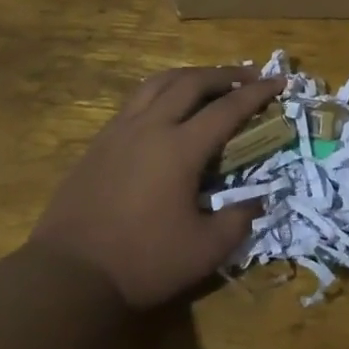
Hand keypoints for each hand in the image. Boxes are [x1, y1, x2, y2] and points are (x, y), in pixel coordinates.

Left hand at [28, 66, 285, 309]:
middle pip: (191, 82)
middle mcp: (150, 127)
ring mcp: (119, 131)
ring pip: (158, 83)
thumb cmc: (143, 262)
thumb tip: (259, 200)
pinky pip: (136, 100)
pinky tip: (166, 107)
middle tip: (249, 76)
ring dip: (189, 75)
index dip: (257, 93)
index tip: (279, 81)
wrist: (70, 274)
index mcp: (180, 148)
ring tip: (208, 80)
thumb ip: (238, 220)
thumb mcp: (205, 250)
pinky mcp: (99, 142)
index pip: (227, 108)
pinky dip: (161, 91)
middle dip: (224, 74)